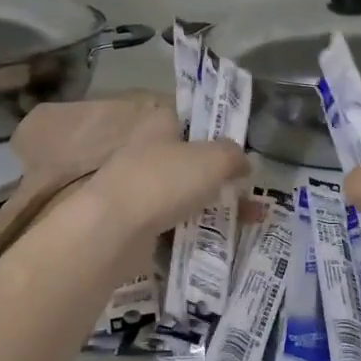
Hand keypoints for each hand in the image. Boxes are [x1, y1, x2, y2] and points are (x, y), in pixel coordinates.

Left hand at [80, 105, 248, 243]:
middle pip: (190, 161)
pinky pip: (173, 223)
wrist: (113, 229)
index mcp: (160, 125)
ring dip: (211, 206)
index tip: (238, 152)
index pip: (189, 120)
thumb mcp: (214, 159)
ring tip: (244, 222)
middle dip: (220, 177)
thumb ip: (234, 156)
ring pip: (184, 194)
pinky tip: (215, 240)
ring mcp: (138, 189)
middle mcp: (146, 152)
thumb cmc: (165, 181)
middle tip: (248, 194)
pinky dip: (194, 230)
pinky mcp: (135, 222)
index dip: (215, 132)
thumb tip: (243, 163)